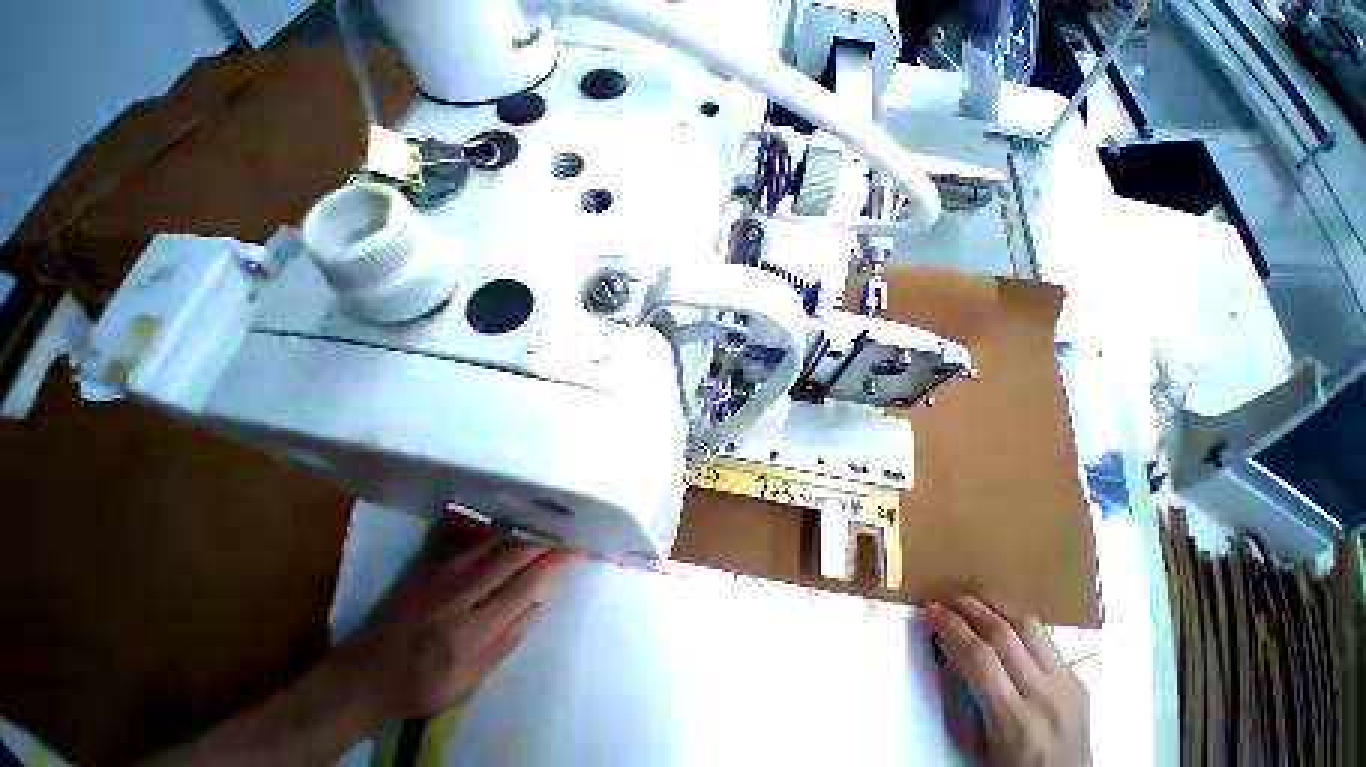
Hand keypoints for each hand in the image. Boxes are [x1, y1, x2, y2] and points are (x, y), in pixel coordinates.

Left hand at [328, 524, 576, 724]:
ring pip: (491, 539)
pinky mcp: (425, 565)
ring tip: (545, 517)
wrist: (361, 679)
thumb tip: (539, 603)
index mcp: (470, 633)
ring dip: (522, 527)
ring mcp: (439, 575)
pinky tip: (507, 516)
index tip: (574, 549)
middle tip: (566, 527)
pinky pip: (465, 536)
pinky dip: (491, 524)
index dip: (553, 563)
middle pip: (511, 556)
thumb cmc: (420, 688)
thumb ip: (507, 642)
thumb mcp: (468, 684)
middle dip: (543, 539)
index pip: (524, 586)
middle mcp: (457, 597)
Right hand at [923, 595, 1089, 766]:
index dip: (948, 624)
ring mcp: (1068, 687)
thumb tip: (944, 646)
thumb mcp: (975, 743)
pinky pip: (1045, 638)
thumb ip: (960, 694)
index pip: (976, 655)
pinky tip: (1000, 618)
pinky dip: (1016, 621)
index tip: (927, 610)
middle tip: (942, 595)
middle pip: (1001, 632)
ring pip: (1028, 625)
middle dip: (965, 605)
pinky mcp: (1079, 681)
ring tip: (969, 596)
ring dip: (993, 603)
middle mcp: (1044, 697)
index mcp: (1014, 721)